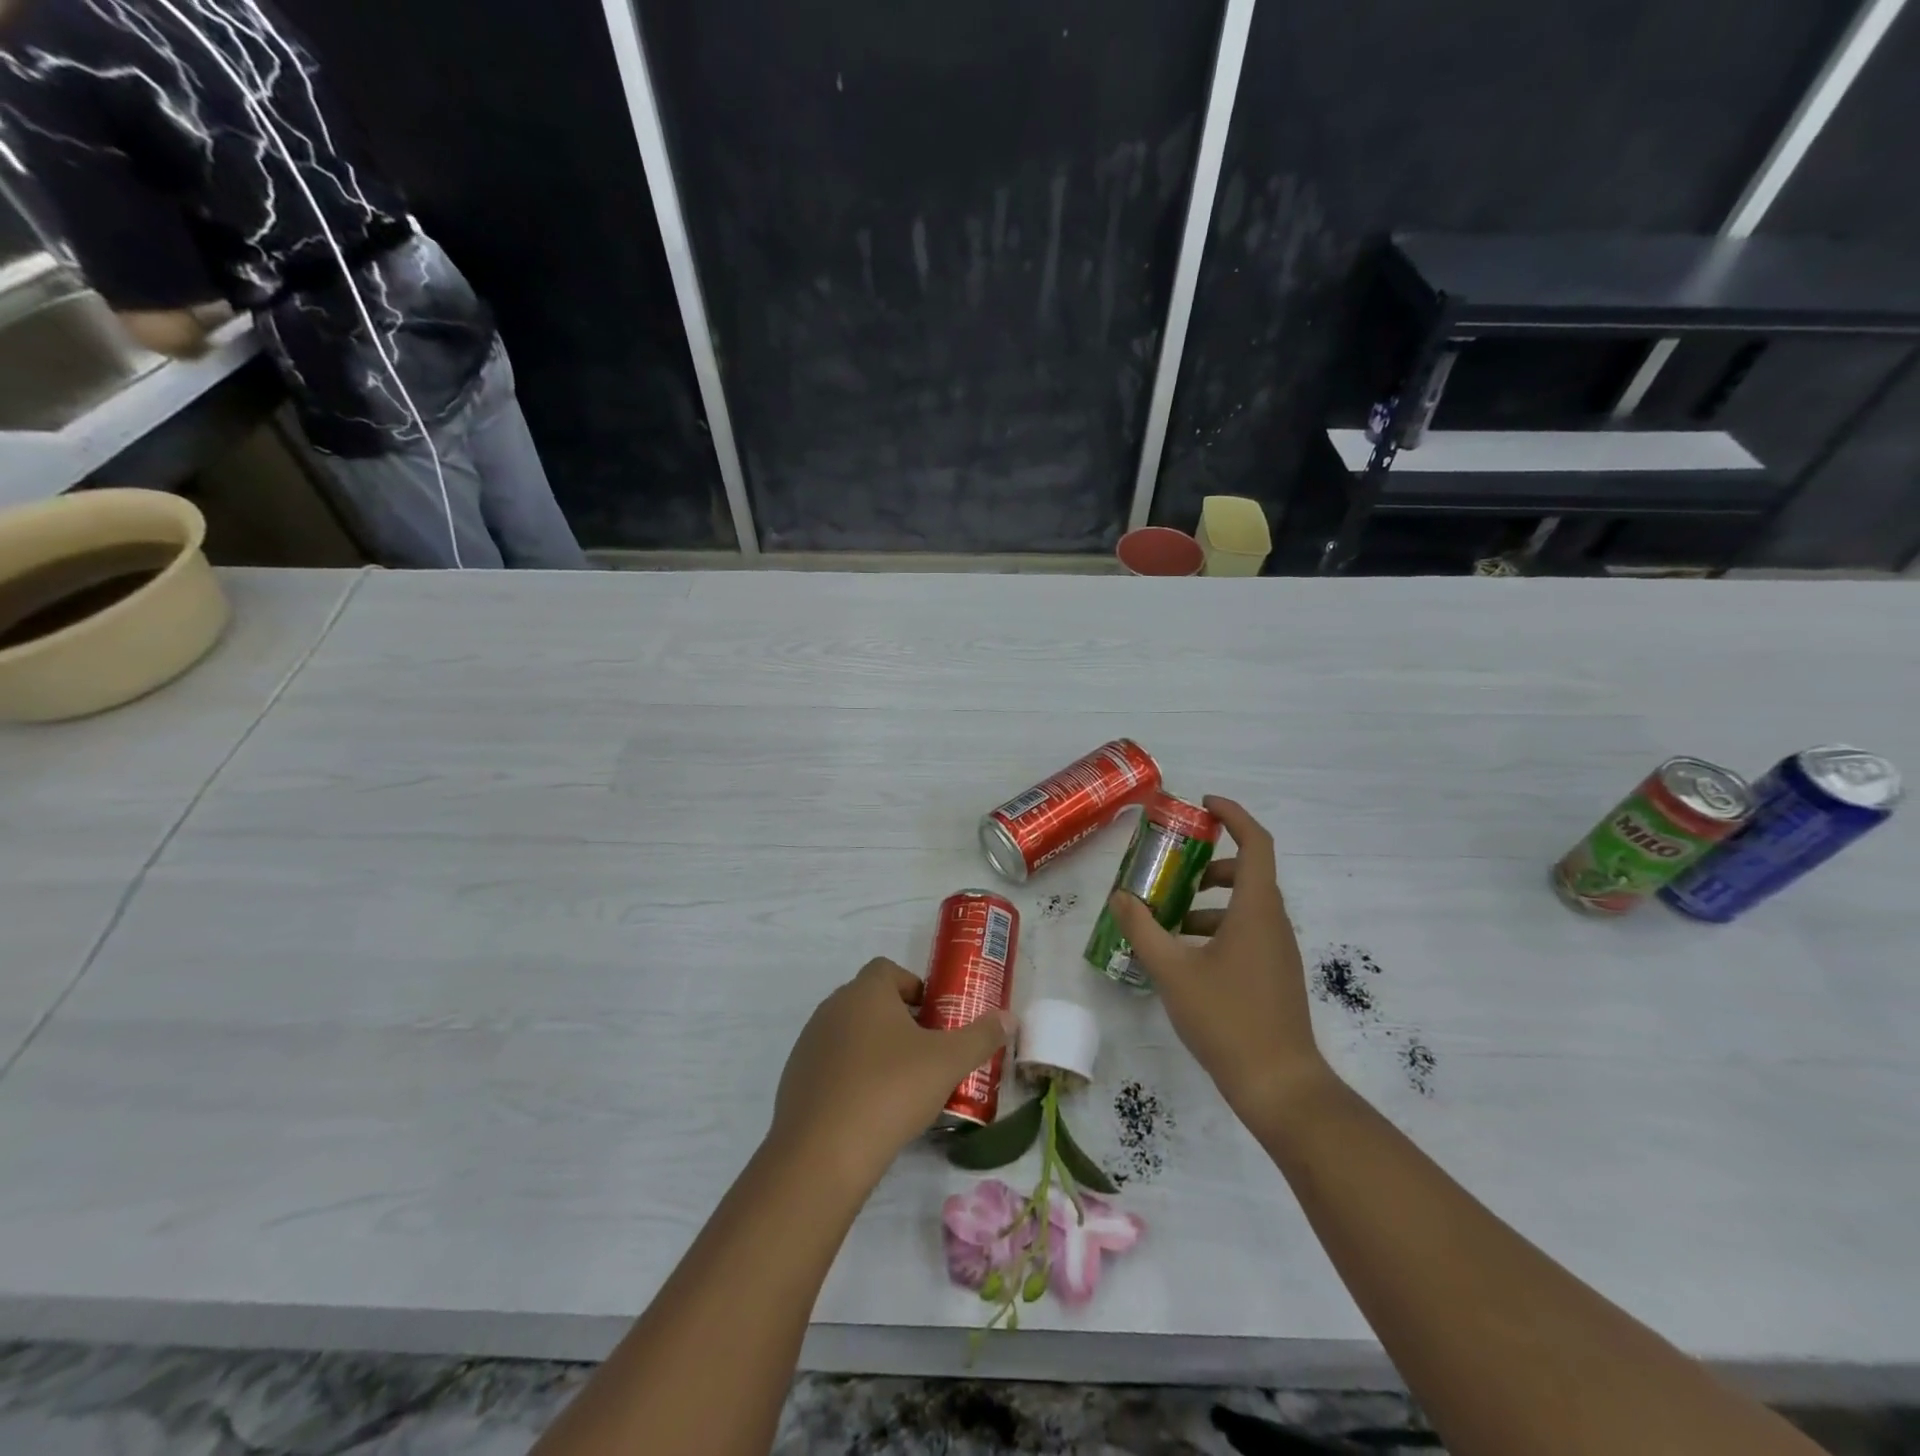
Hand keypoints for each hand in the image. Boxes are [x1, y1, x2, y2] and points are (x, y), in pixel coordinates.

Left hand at [771, 958, 1017, 1187]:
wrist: (822, 1153)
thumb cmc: (890, 1090)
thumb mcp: (948, 1062)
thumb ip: (981, 1037)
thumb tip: (1008, 1017)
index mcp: (865, 992)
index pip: (888, 969)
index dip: (914, 987)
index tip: (935, 1018)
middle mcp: (832, 1007)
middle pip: (869, 1001)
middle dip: (898, 1020)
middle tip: (926, 1053)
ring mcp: (810, 1043)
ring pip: (849, 1033)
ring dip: (874, 1048)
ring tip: (900, 1085)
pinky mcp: (795, 1078)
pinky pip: (831, 1064)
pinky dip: (851, 1076)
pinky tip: (869, 1110)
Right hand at [1105, 796, 1330, 1125]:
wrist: (1279, 1085)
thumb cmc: (1227, 1018)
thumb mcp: (1172, 971)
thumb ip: (1143, 929)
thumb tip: (1119, 897)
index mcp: (1256, 909)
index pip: (1255, 843)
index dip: (1233, 816)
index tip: (1204, 805)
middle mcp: (1273, 923)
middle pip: (1248, 873)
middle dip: (1210, 864)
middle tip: (1173, 868)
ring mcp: (1278, 952)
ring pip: (1245, 907)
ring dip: (1209, 902)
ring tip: (1167, 920)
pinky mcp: (1275, 976)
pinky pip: (1247, 933)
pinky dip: (1217, 929)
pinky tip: (1184, 958)